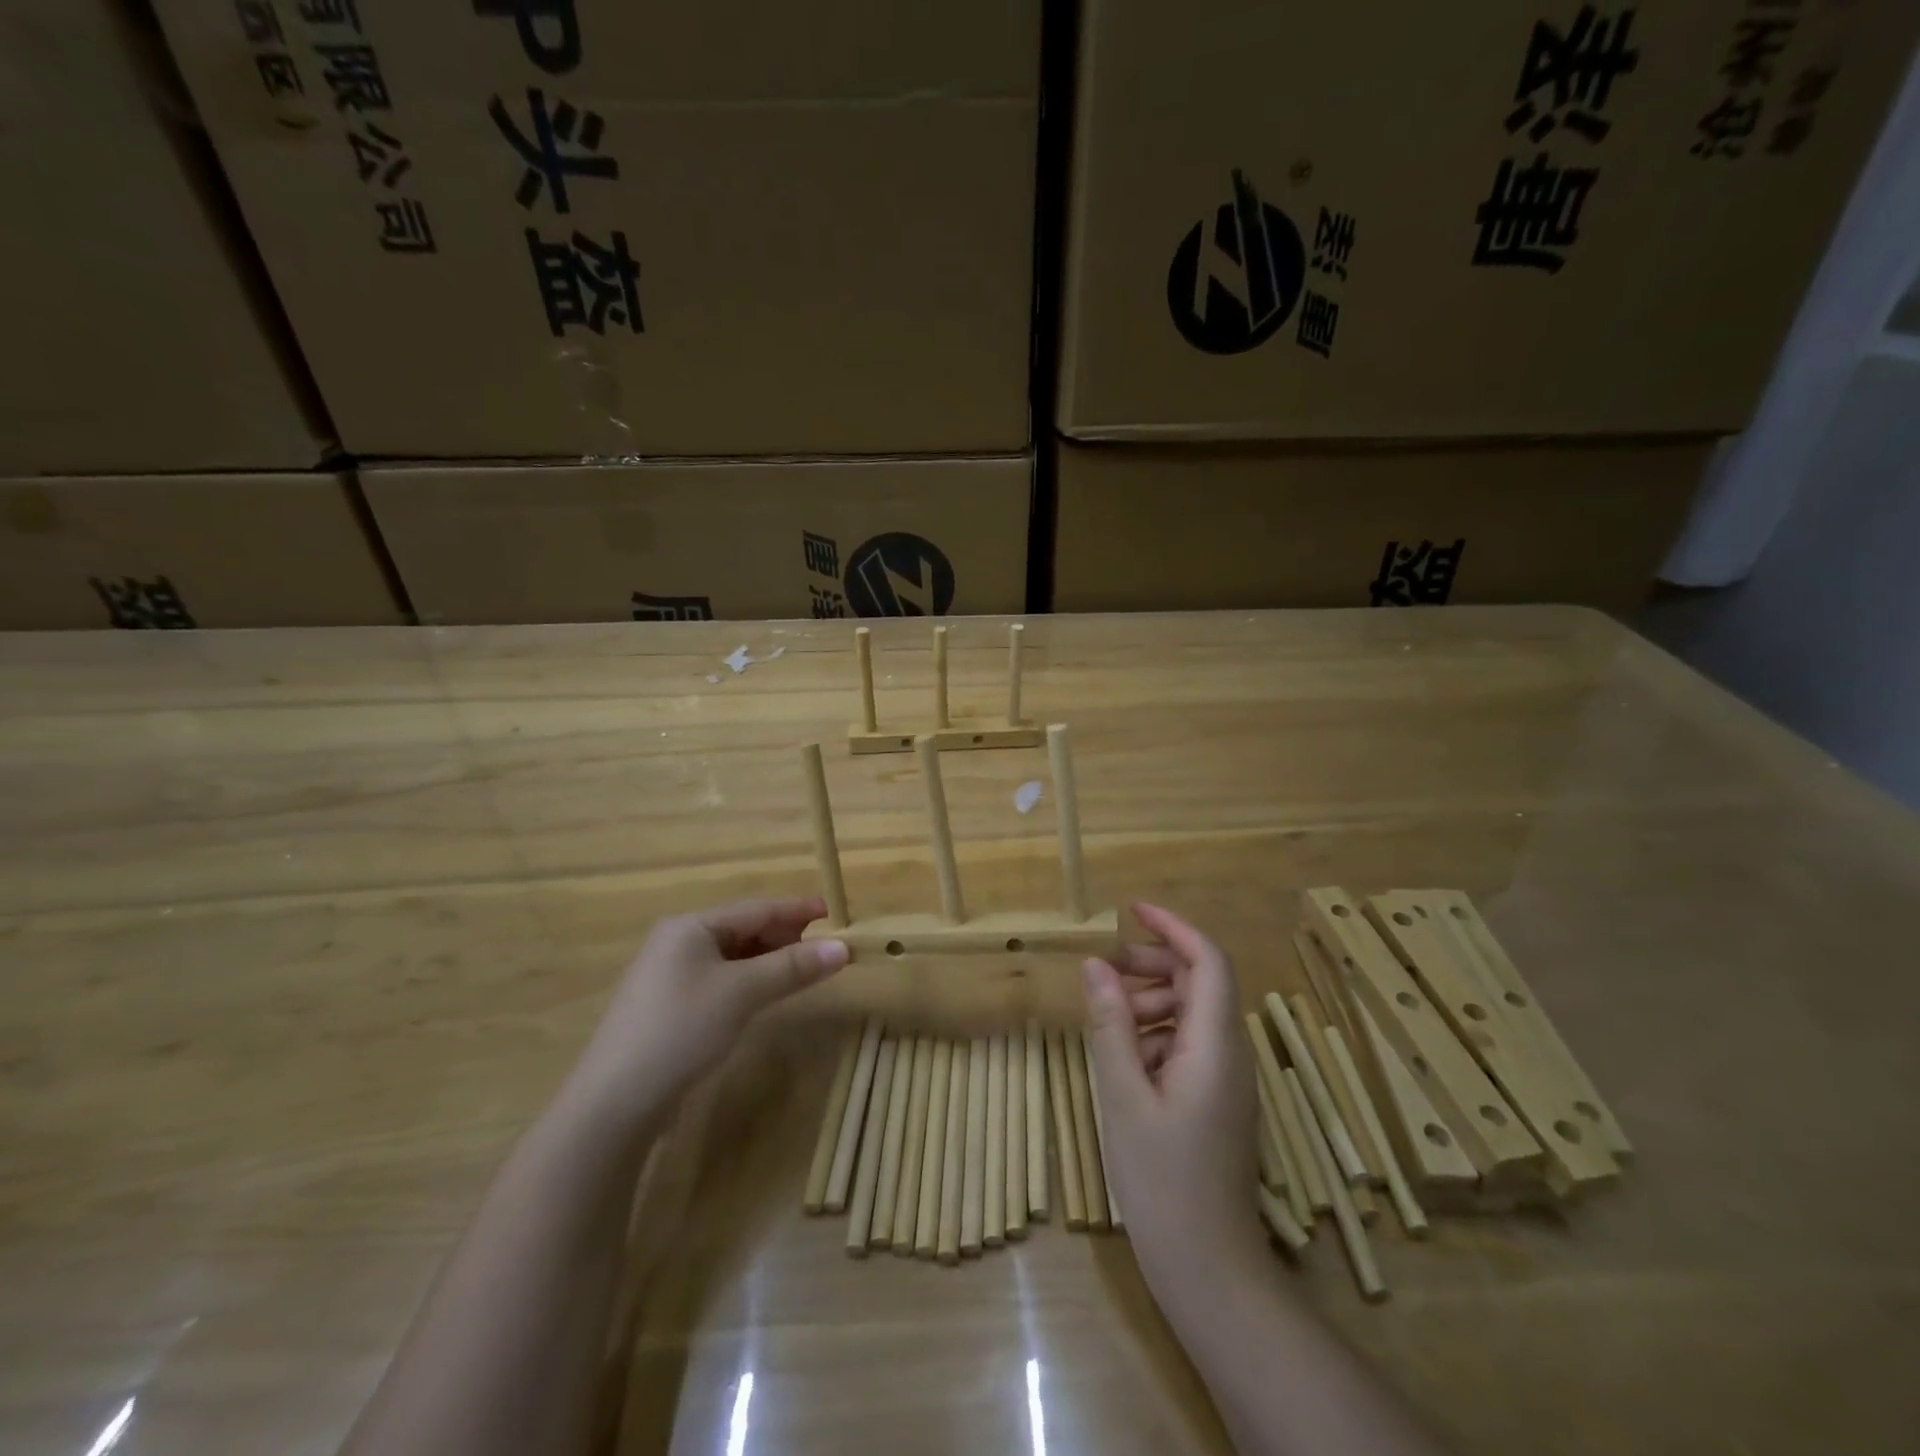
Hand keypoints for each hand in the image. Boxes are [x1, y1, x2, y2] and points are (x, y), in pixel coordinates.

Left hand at [569, 897, 848, 1119]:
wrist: (614, 1101)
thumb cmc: (681, 1029)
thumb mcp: (742, 992)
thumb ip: (793, 966)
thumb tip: (844, 947)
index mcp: (691, 926)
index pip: (756, 908)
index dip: (796, 909)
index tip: (833, 912)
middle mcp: (678, 942)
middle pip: (743, 928)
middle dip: (785, 935)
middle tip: (825, 946)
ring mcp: (670, 975)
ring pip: (733, 956)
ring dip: (770, 960)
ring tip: (805, 968)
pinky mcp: (669, 1006)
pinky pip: (721, 979)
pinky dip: (749, 980)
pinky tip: (767, 993)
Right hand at [1082, 903, 1262, 1280]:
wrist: (1209, 1270)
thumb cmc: (1162, 1181)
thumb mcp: (1123, 1096)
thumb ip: (1110, 1025)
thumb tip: (1095, 965)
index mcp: (1215, 1045)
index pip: (1209, 961)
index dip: (1174, 927)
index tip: (1131, 910)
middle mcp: (1231, 1053)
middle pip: (1199, 983)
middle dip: (1152, 964)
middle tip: (1103, 968)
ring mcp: (1227, 1079)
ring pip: (1191, 1014)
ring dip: (1150, 1001)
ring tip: (1105, 1016)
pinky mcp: (1216, 1100)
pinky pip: (1189, 1045)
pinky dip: (1155, 1035)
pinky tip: (1122, 1058)